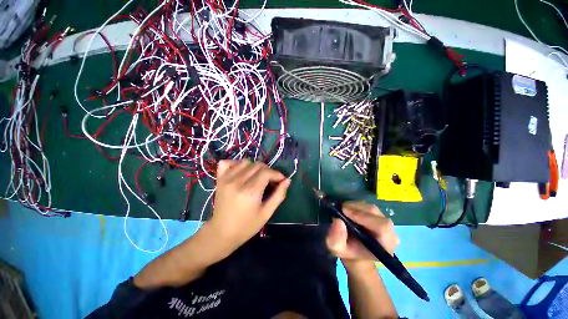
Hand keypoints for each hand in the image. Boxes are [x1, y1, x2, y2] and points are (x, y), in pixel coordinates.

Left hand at [207, 159, 290, 253]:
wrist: (221, 233)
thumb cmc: (246, 226)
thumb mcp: (266, 213)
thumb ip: (279, 195)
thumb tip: (287, 180)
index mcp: (250, 192)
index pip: (266, 172)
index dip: (277, 174)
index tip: (281, 180)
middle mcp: (237, 182)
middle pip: (257, 165)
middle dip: (268, 171)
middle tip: (270, 181)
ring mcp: (226, 179)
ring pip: (245, 162)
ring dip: (255, 167)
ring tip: (257, 177)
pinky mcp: (219, 179)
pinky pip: (227, 162)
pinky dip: (236, 164)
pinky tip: (241, 172)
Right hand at [326, 201, 399, 269]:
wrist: (356, 252)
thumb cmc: (349, 252)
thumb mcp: (337, 249)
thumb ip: (336, 239)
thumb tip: (338, 221)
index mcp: (385, 245)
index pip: (382, 226)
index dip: (363, 216)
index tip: (345, 211)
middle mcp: (390, 232)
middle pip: (376, 213)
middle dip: (356, 208)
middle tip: (341, 208)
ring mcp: (385, 222)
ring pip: (371, 208)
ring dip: (355, 206)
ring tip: (342, 209)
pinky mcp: (379, 215)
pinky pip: (368, 206)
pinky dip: (356, 205)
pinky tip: (347, 209)